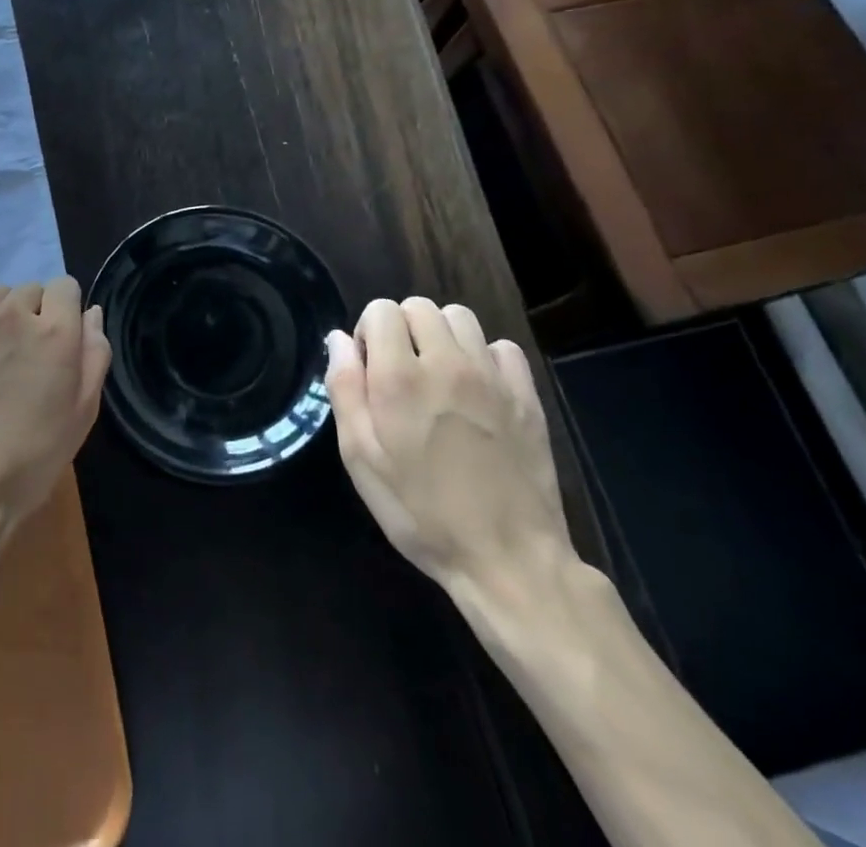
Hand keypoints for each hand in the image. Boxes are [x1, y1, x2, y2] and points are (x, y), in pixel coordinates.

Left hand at [0, 278, 110, 532]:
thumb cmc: (31, 457)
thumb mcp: (82, 412)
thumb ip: (94, 353)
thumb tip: (91, 313)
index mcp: (53, 330)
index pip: (65, 286)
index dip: (66, 312)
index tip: (60, 342)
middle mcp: (10, 314)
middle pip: (29, 290)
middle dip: (34, 315)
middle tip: (28, 359)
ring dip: (1, 320)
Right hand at [326, 298, 572, 594]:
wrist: (508, 559)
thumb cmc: (421, 513)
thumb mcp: (361, 459)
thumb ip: (345, 390)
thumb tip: (339, 339)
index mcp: (399, 378)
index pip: (381, 310)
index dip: (369, 332)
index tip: (371, 368)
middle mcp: (446, 363)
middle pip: (419, 306)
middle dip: (402, 327)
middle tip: (401, 371)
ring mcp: (491, 377)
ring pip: (460, 317)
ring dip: (441, 335)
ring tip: (438, 374)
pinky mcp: (526, 395)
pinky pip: (501, 347)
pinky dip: (484, 356)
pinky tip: (478, 389)